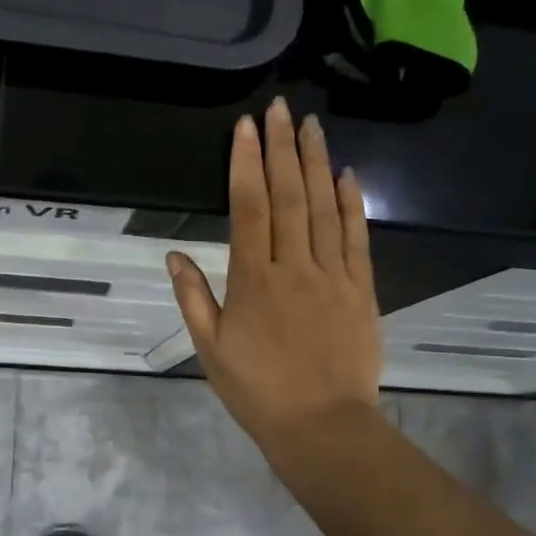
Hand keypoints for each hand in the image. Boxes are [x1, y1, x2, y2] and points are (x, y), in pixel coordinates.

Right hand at [168, 98, 381, 452]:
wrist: (321, 426)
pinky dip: (351, 203)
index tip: (245, 128)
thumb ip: (193, 298)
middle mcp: (293, 267)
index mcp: (252, 281)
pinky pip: (356, 238)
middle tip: (280, 108)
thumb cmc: (257, 391)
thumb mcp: (210, 349)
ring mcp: (332, 276)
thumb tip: (174, 254)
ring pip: (322, 208)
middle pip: (287, 197)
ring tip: (311, 125)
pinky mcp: (361, 290)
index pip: (248, 209)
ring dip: (316, 163)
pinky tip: (347, 175)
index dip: (245, 164)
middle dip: (281, 148)